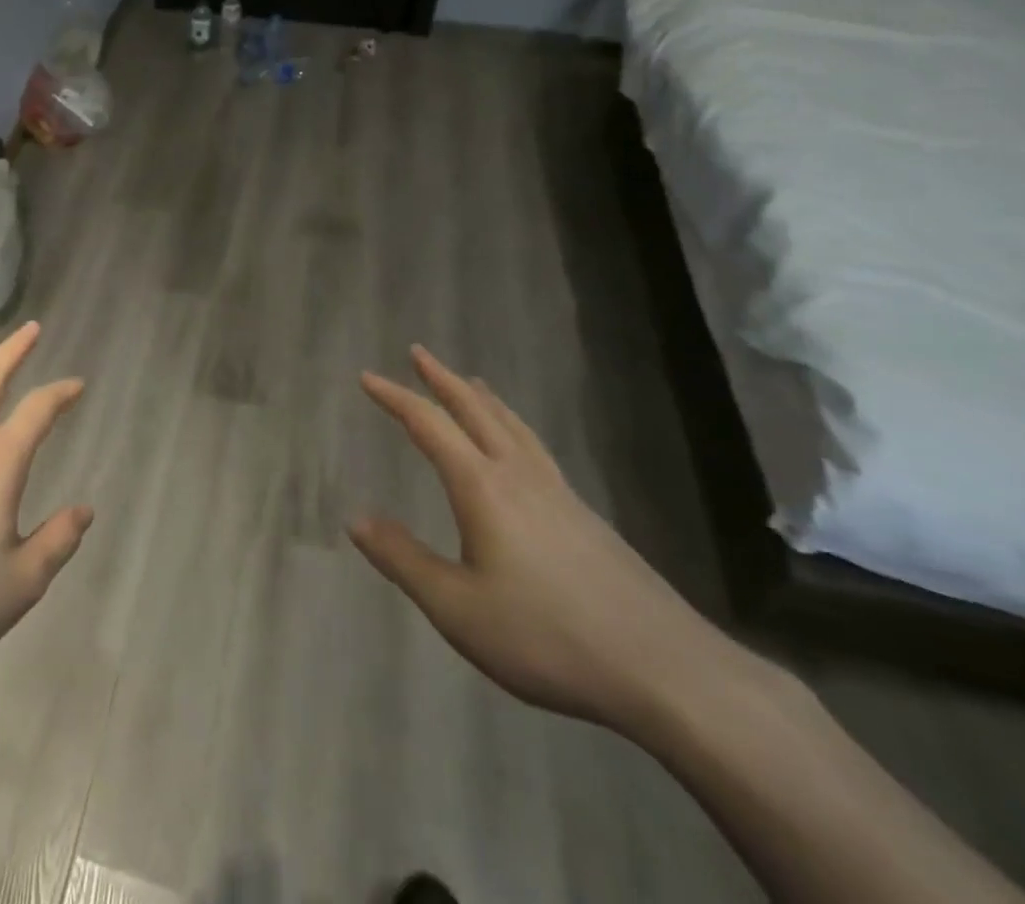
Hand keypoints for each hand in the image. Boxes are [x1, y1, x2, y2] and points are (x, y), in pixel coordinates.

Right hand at [349, 345, 735, 733]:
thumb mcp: (457, 608)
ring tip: (470, 381)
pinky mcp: (588, 518)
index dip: (395, 398)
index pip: (429, 425)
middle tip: (419, 352)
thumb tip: (355, 519)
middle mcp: (520, 476)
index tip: (367, 377)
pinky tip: (520, 448)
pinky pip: (537, 449)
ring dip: (483, 398)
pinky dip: (513, 426)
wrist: (668, 671)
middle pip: (476, 411)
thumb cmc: (548, 637)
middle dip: (442, 379)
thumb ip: (403, 559)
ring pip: (513, 427)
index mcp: (482, 487)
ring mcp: (560, 494)